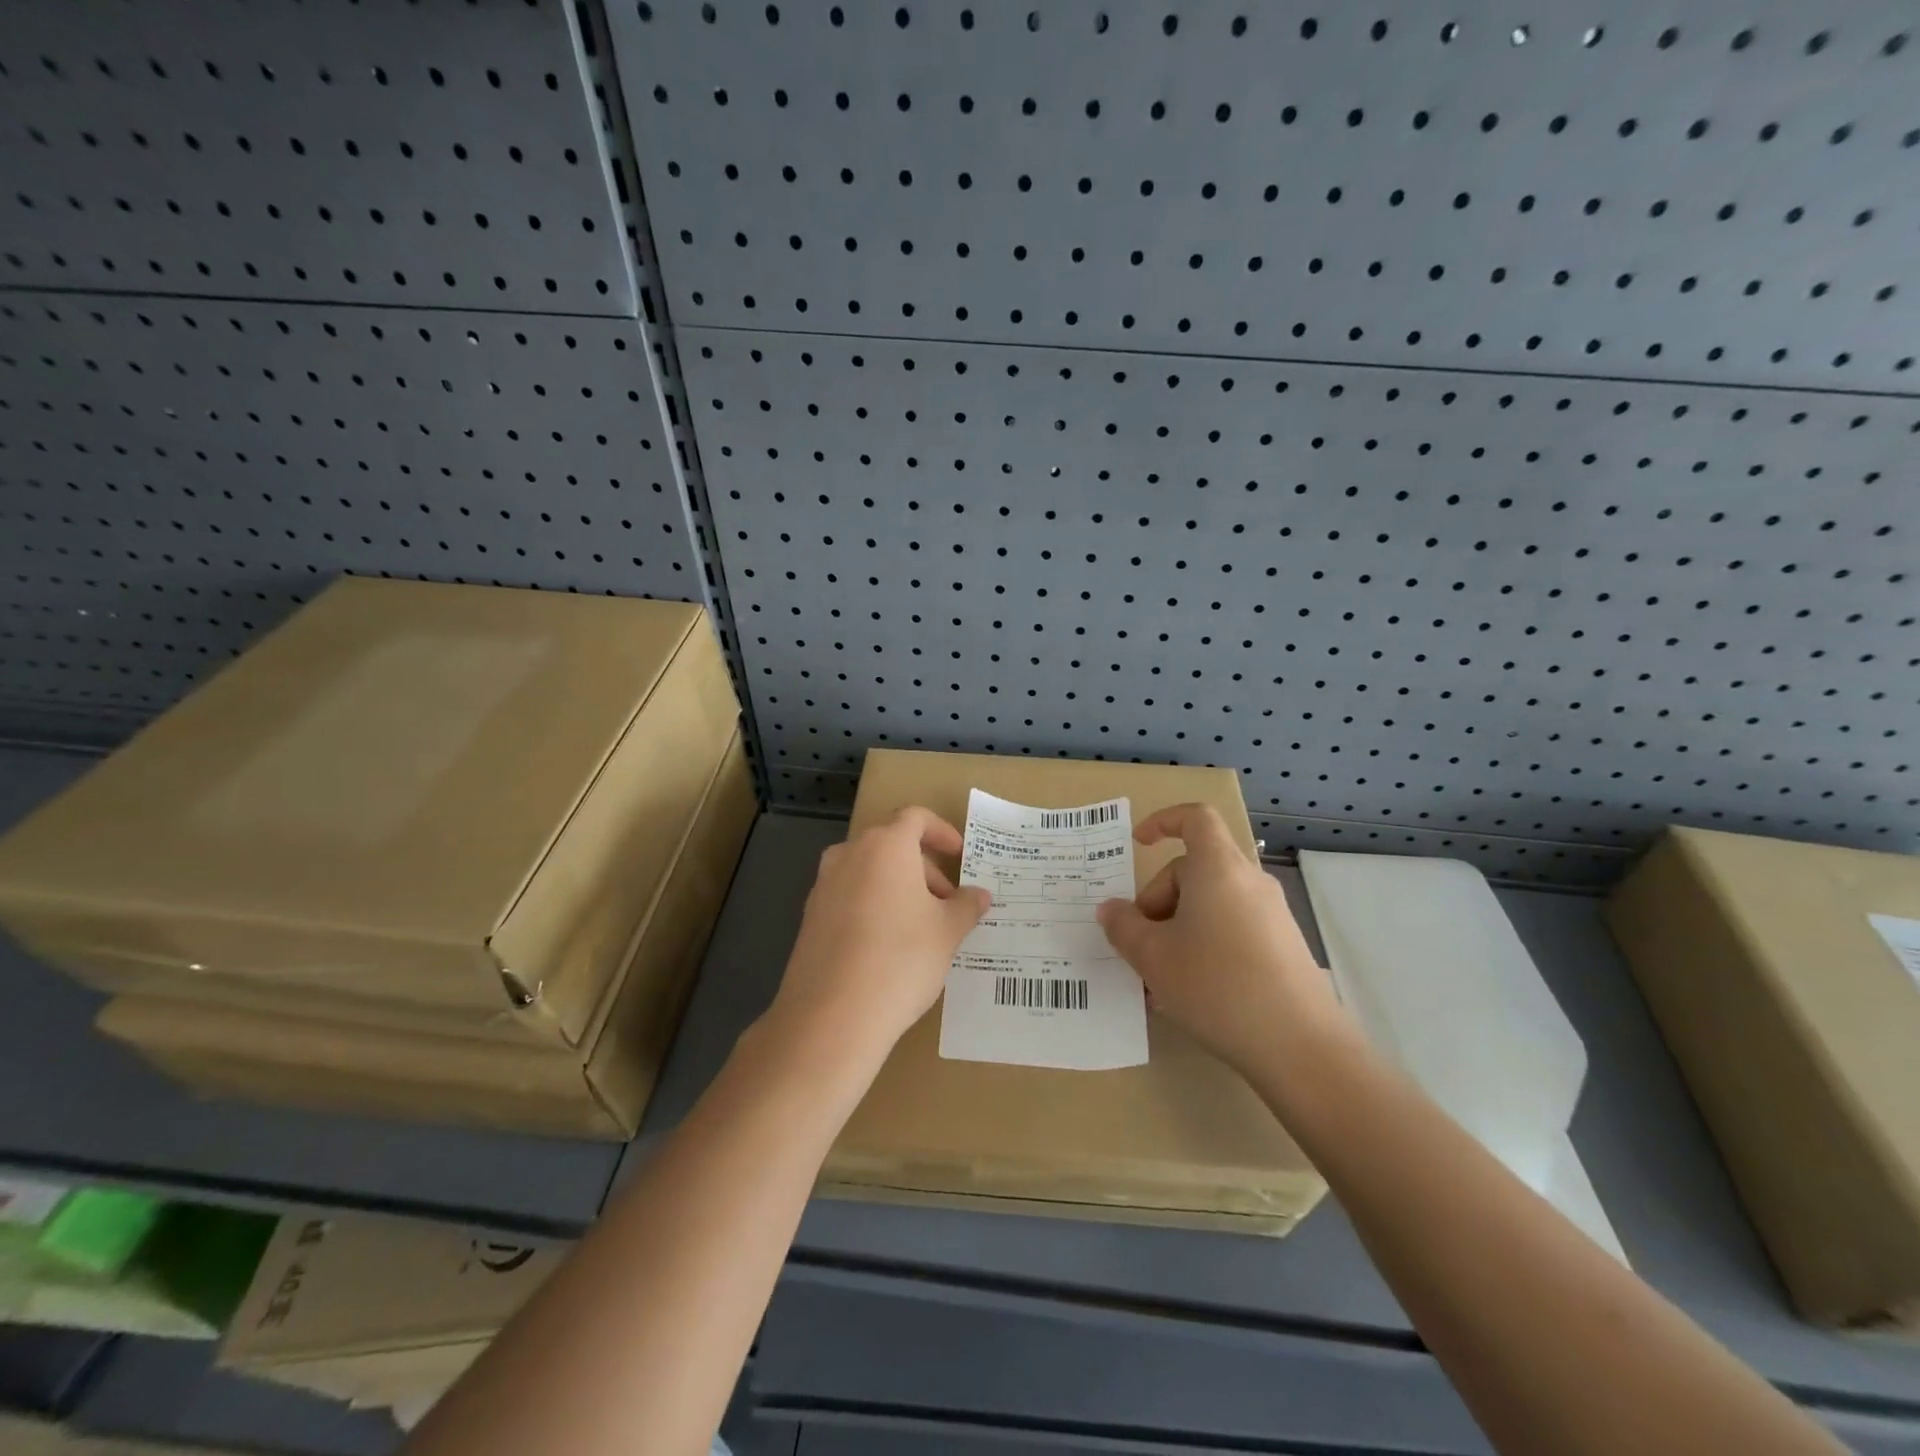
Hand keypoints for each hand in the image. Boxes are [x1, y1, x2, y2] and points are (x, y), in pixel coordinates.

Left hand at [766, 806, 990, 1065]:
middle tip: (947, 903)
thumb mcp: (947, 932)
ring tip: (921, 926)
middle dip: (923, 868)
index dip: (941, 832)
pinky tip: (888, 946)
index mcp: (885, 846)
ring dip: (898, 888)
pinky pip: (849, 897)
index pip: (915, 818)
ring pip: (869, 872)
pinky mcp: (810, 917)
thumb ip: (966, 906)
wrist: (831, 1015)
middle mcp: (850, 855)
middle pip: (891, 845)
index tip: (959, 855)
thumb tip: (979, 894)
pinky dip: (873, 906)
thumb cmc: (901, 959)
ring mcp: (824, 886)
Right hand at [1096, 803, 1348, 1079]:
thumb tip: (1111, 910)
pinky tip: (1190, 994)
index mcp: (1217, 868)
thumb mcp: (1152, 957)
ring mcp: (1271, 916)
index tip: (1138, 844)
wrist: (1300, 1047)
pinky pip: (1231, 930)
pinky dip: (1204, 948)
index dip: (1163, 821)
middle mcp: (1248, 882)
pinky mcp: (1283, 948)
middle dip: (1158, 901)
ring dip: (1177, 932)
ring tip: (1159, 981)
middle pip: (1194, 870)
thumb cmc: (1216, 985)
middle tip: (1139, 946)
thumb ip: (1123, 927)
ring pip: (1210, 906)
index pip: (1195, 818)